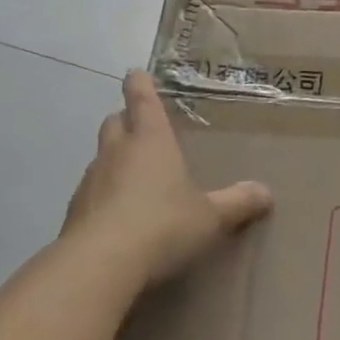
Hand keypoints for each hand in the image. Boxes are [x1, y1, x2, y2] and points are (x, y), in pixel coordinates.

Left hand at [59, 70, 272, 290]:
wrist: (99, 265)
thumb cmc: (162, 224)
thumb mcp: (210, 216)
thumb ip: (237, 202)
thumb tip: (265, 192)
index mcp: (151, 140)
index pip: (141, 99)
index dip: (140, 85)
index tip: (137, 74)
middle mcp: (117, 152)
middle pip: (114, 122)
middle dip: (126, 120)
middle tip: (142, 127)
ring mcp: (90, 182)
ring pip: (101, 158)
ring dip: (114, 160)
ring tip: (135, 176)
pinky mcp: (74, 213)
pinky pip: (92, 193)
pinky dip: (104, 196)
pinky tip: (120, 216)